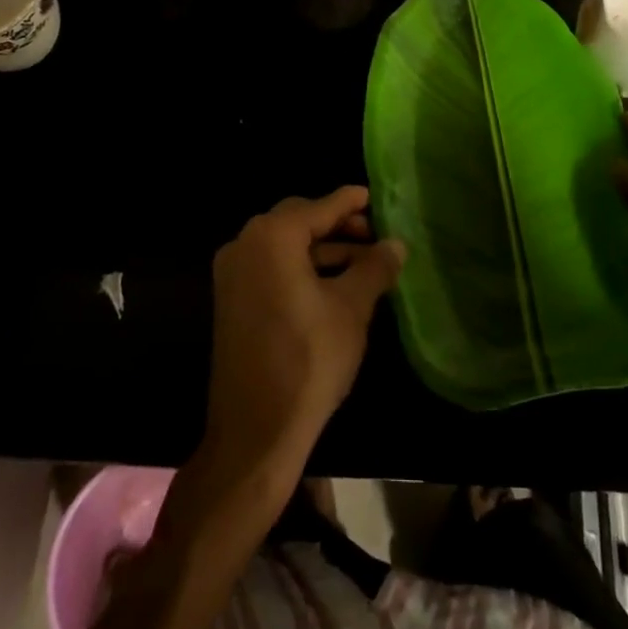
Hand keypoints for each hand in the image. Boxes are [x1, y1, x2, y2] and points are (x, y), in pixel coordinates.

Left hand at [203, 187, 405, 483]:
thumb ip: (374, 268)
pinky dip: (302, 268)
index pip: (319, 207)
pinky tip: (334, 285)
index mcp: (272, 237)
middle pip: (298, 221)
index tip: (375, 197)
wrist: (255, 430)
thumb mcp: (352, 309)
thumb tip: (396, 244)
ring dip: (322, 250)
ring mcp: (233, 273)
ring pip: (285, 246)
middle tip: (374, 236)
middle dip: (338, 226)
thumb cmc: (309, 360)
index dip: (351, 202)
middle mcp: (246, 244)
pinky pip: (271, 268)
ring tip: (364, 265)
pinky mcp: (231, 300)